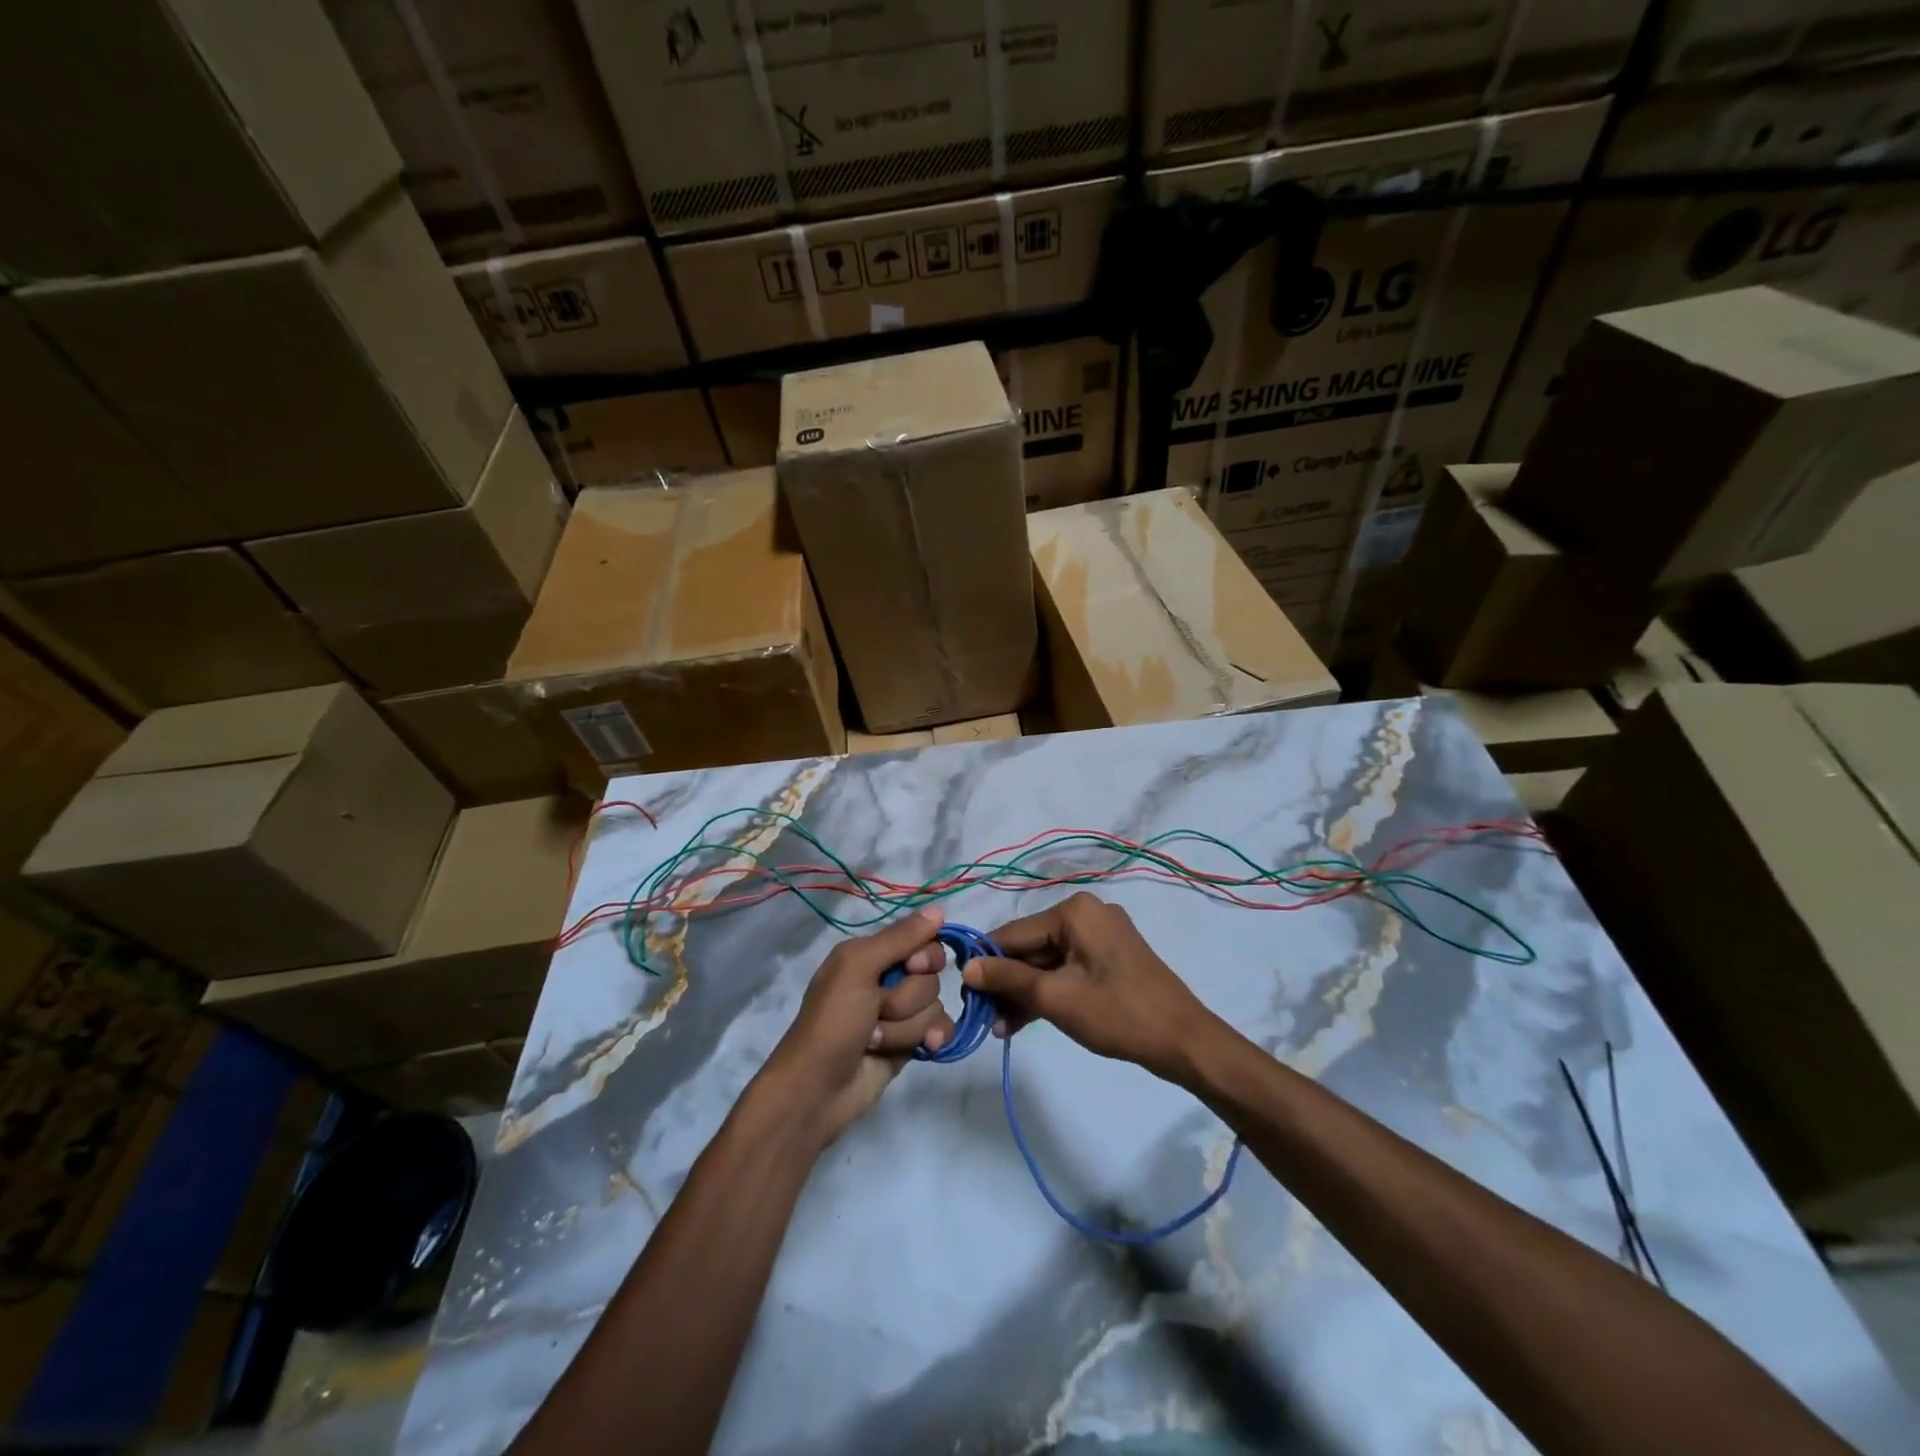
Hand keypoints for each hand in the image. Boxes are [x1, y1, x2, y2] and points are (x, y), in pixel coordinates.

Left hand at [759, 908, 954, 1145]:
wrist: (818, 1090)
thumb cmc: (832, 1022)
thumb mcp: (858, 968)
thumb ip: (899, 938)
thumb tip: (940, 909)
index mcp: (871, 954)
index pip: (923, 940)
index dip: (924, 956)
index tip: (910, 967)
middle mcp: (887, 979)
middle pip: (931, 976)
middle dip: (908, 998)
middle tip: (878, 1011)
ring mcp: (900, 1013)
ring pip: (935, 1005)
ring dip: (907, 1026)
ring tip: (877, 1040)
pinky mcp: (910, 1042)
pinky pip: (941, 1028)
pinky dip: (933, 1038)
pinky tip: (924, 1049)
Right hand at [961, 893, 1217, 1083]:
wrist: (1184, 1041)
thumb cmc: (1118, 1013)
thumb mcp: (1056, 997)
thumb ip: (1008, 979)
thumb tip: (966, 968)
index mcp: (1075, 911)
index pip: (1014, 933)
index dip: (986, 963)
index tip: (962, 992)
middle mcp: (1087, 914)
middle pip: (1030, 947)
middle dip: (1007, 984)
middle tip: (984, 1018)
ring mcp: (1100, 936)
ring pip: (1047, 961)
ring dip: (1025, 993)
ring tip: (1001, 1028)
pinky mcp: (1109, 958)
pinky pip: (1067, 969)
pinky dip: (1048, 992)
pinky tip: (1024, 1020)